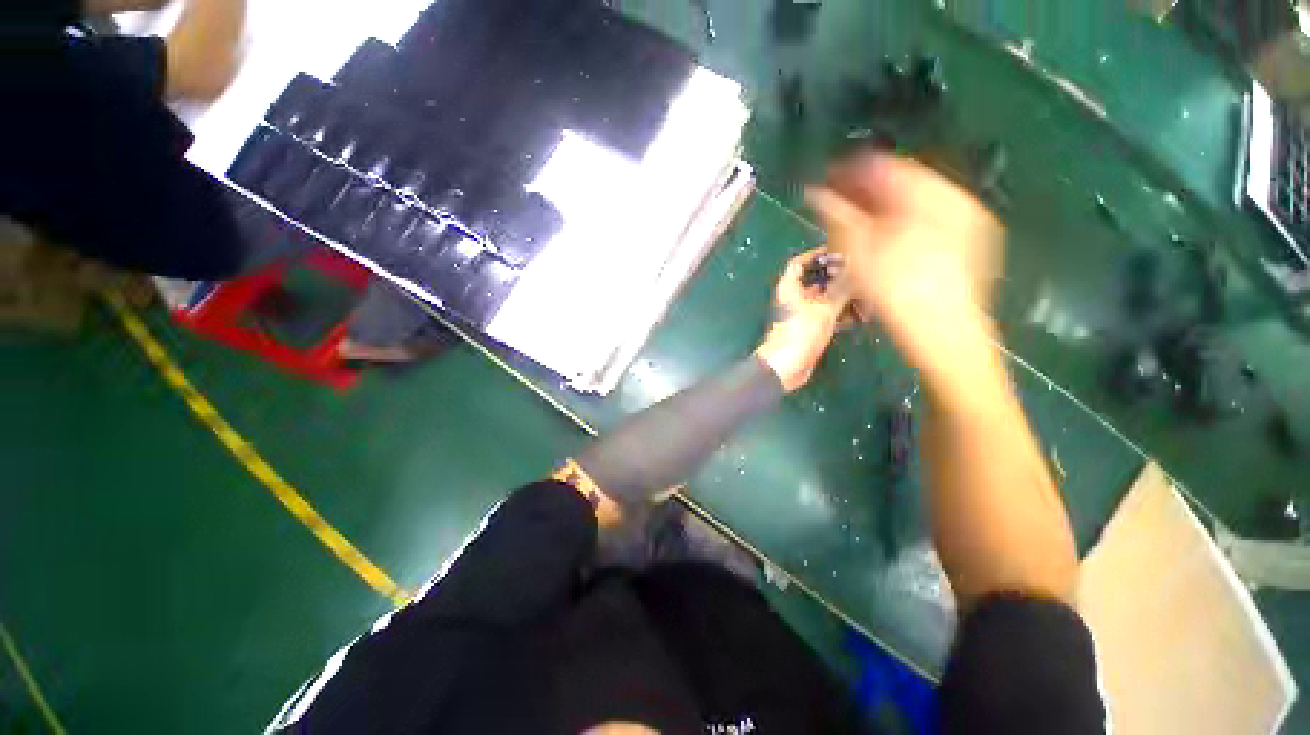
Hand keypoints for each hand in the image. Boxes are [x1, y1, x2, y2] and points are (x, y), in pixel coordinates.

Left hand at [754, 246, 852, 392]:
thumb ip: (841, 288)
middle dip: (837, 276)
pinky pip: (827, 315)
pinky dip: (841, 314)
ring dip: (844, 297)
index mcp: (789, 288)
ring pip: (824, 299)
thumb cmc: (800, 332)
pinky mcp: (809, 329)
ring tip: (866, 296)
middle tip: (860, 273)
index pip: (799, 263)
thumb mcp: (824, 308)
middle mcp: (794, 298)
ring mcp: (802, 314)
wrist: (786, 366)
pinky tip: (860, 316)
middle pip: (816, 280)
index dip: (817, 254)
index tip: (839, 251)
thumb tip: (856, 268)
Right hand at [808, 153, 1003, 386]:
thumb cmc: (899, 292)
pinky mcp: (970, 246)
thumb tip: (815, 194)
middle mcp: (956, 200)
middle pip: (903, 186)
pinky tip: (882, 245)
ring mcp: (968, 224)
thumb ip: (837, 216)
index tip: (824, 184)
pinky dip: (901, 227)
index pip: (886, 167)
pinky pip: (928, 224)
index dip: (850, 173)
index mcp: (934, 195)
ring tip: (853, 229)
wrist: (946, 337)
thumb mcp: (860, 252)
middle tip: (835, 210)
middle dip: (864, 195)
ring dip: (880, 212)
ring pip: (915, 206)